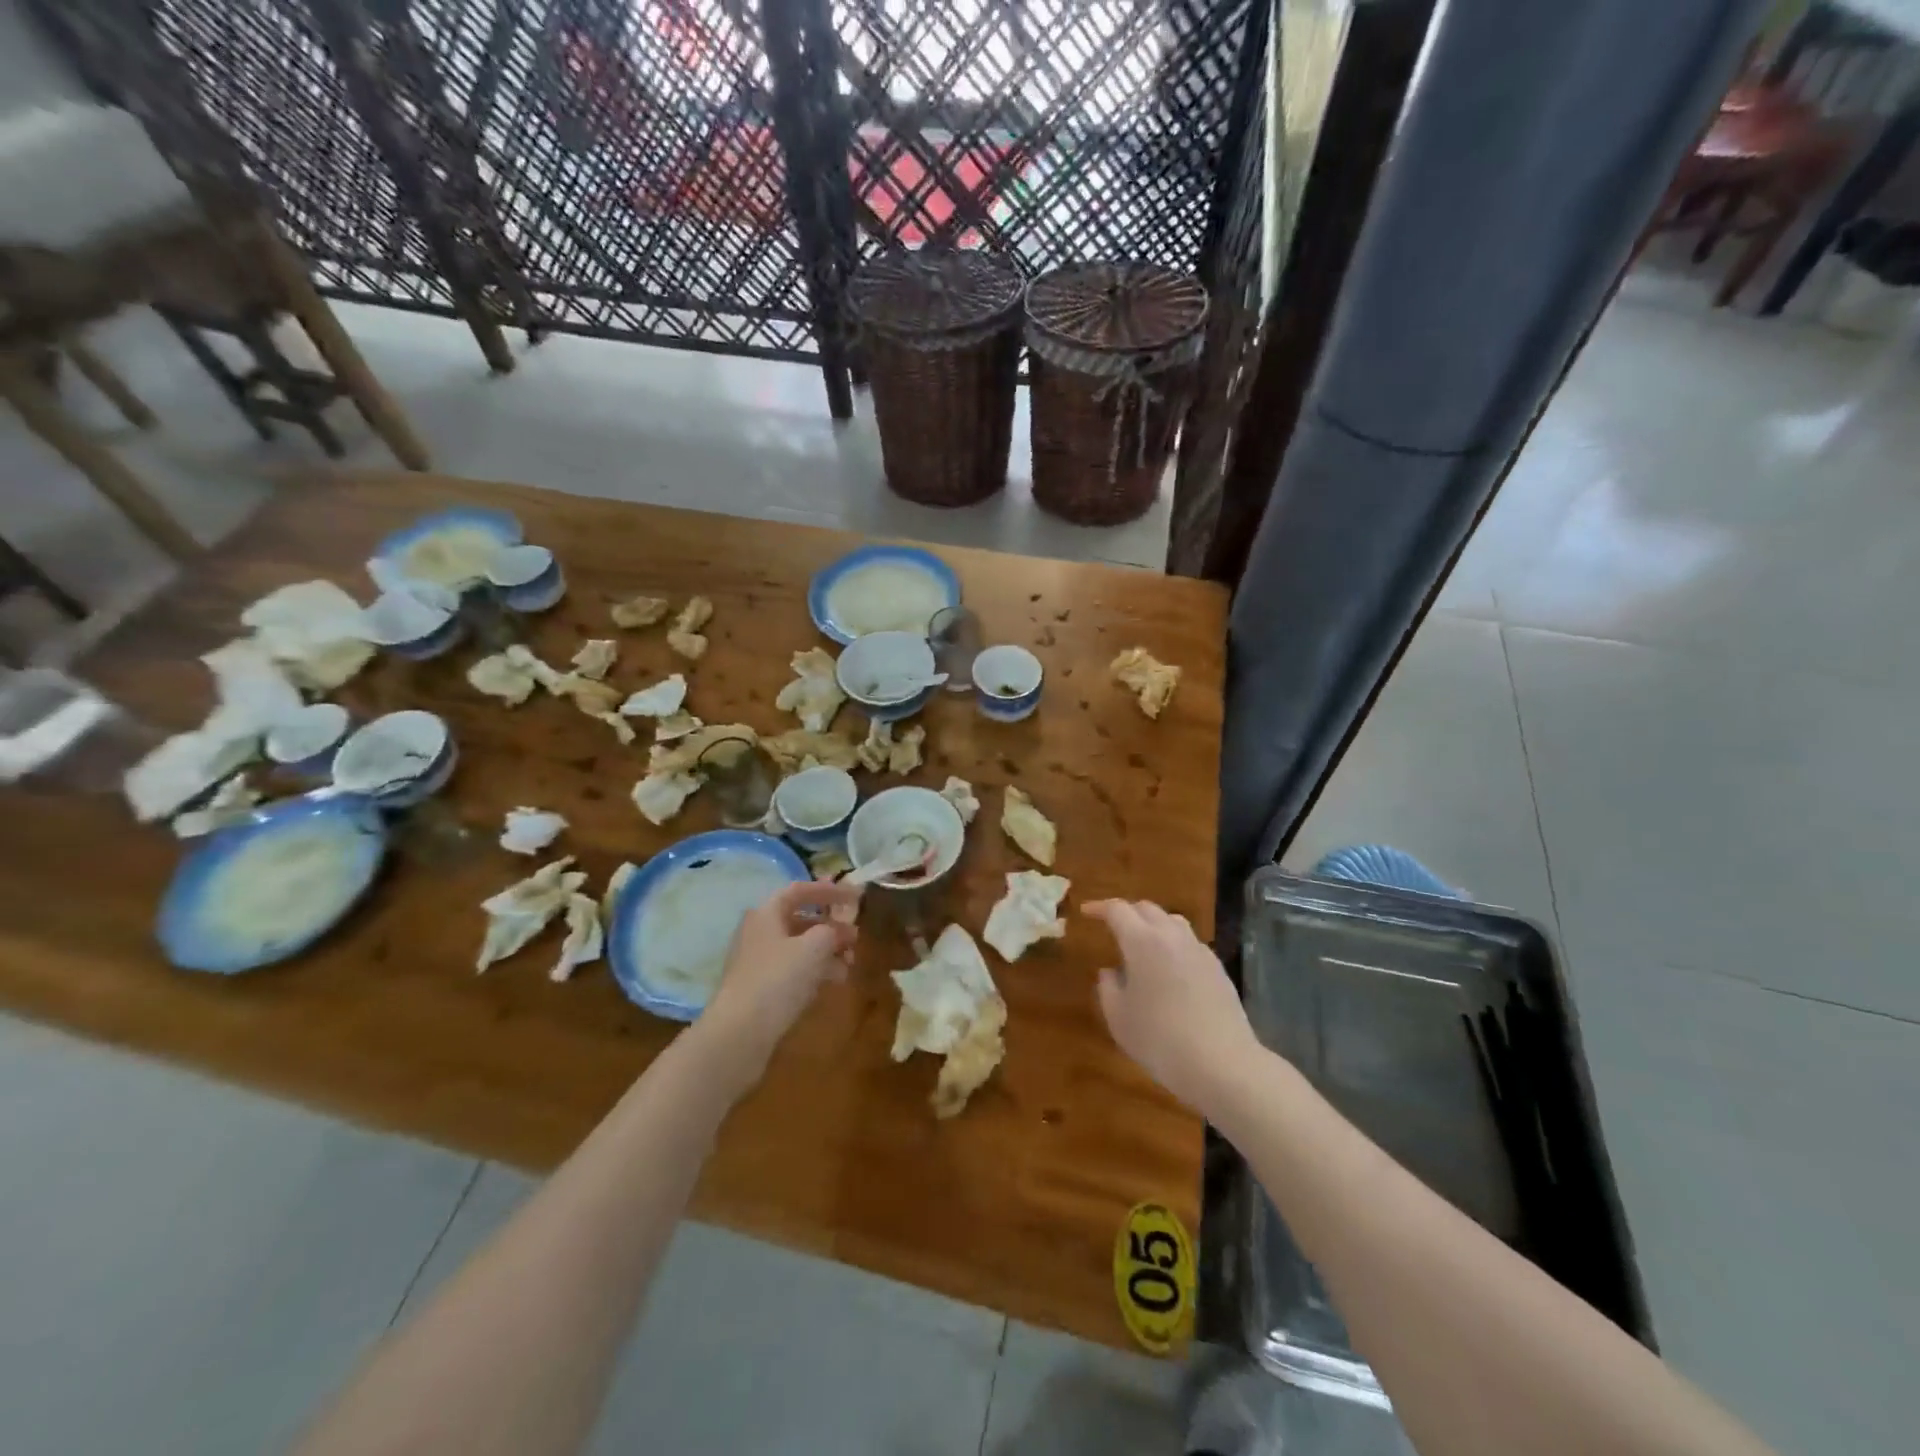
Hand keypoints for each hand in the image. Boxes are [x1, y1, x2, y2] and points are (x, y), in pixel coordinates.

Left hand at [698, 879, 861, 1081]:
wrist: (740, 1033)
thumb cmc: (778, 979)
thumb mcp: (814, 947)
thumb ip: (832, 931)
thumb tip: (838, 930)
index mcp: (767, 913)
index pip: (800, 890)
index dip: (829, 890)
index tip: (855, 897)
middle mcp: (759, 932)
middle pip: (800, 919)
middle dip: (831, 926)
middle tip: (856, 937)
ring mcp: (758, 962)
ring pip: (799, 947)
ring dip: (827, 950)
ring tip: (850, 963)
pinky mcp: (761, 988)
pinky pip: (793, 970)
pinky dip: (815, 970)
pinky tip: (833, 981)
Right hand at [1083, 899, 1259, 1114]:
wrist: (1222, 1064)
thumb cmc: (1160, 1040)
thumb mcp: (1119, 1019)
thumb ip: (1108, 989)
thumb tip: (1109, 972)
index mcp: (1142, 942)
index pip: (1117, 910)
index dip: (1099, 908)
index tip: (1086, 912)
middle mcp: (1171, 936)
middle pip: (1147, 909)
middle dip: (1127, 913)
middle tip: (1113, 928)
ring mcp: (1199, 950)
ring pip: (1172, 921)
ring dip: (1153, 925)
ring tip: (1143, 945)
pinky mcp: (1218, 968)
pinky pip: (1190, 943)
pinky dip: (1174, 945)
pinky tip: (1170, 970)